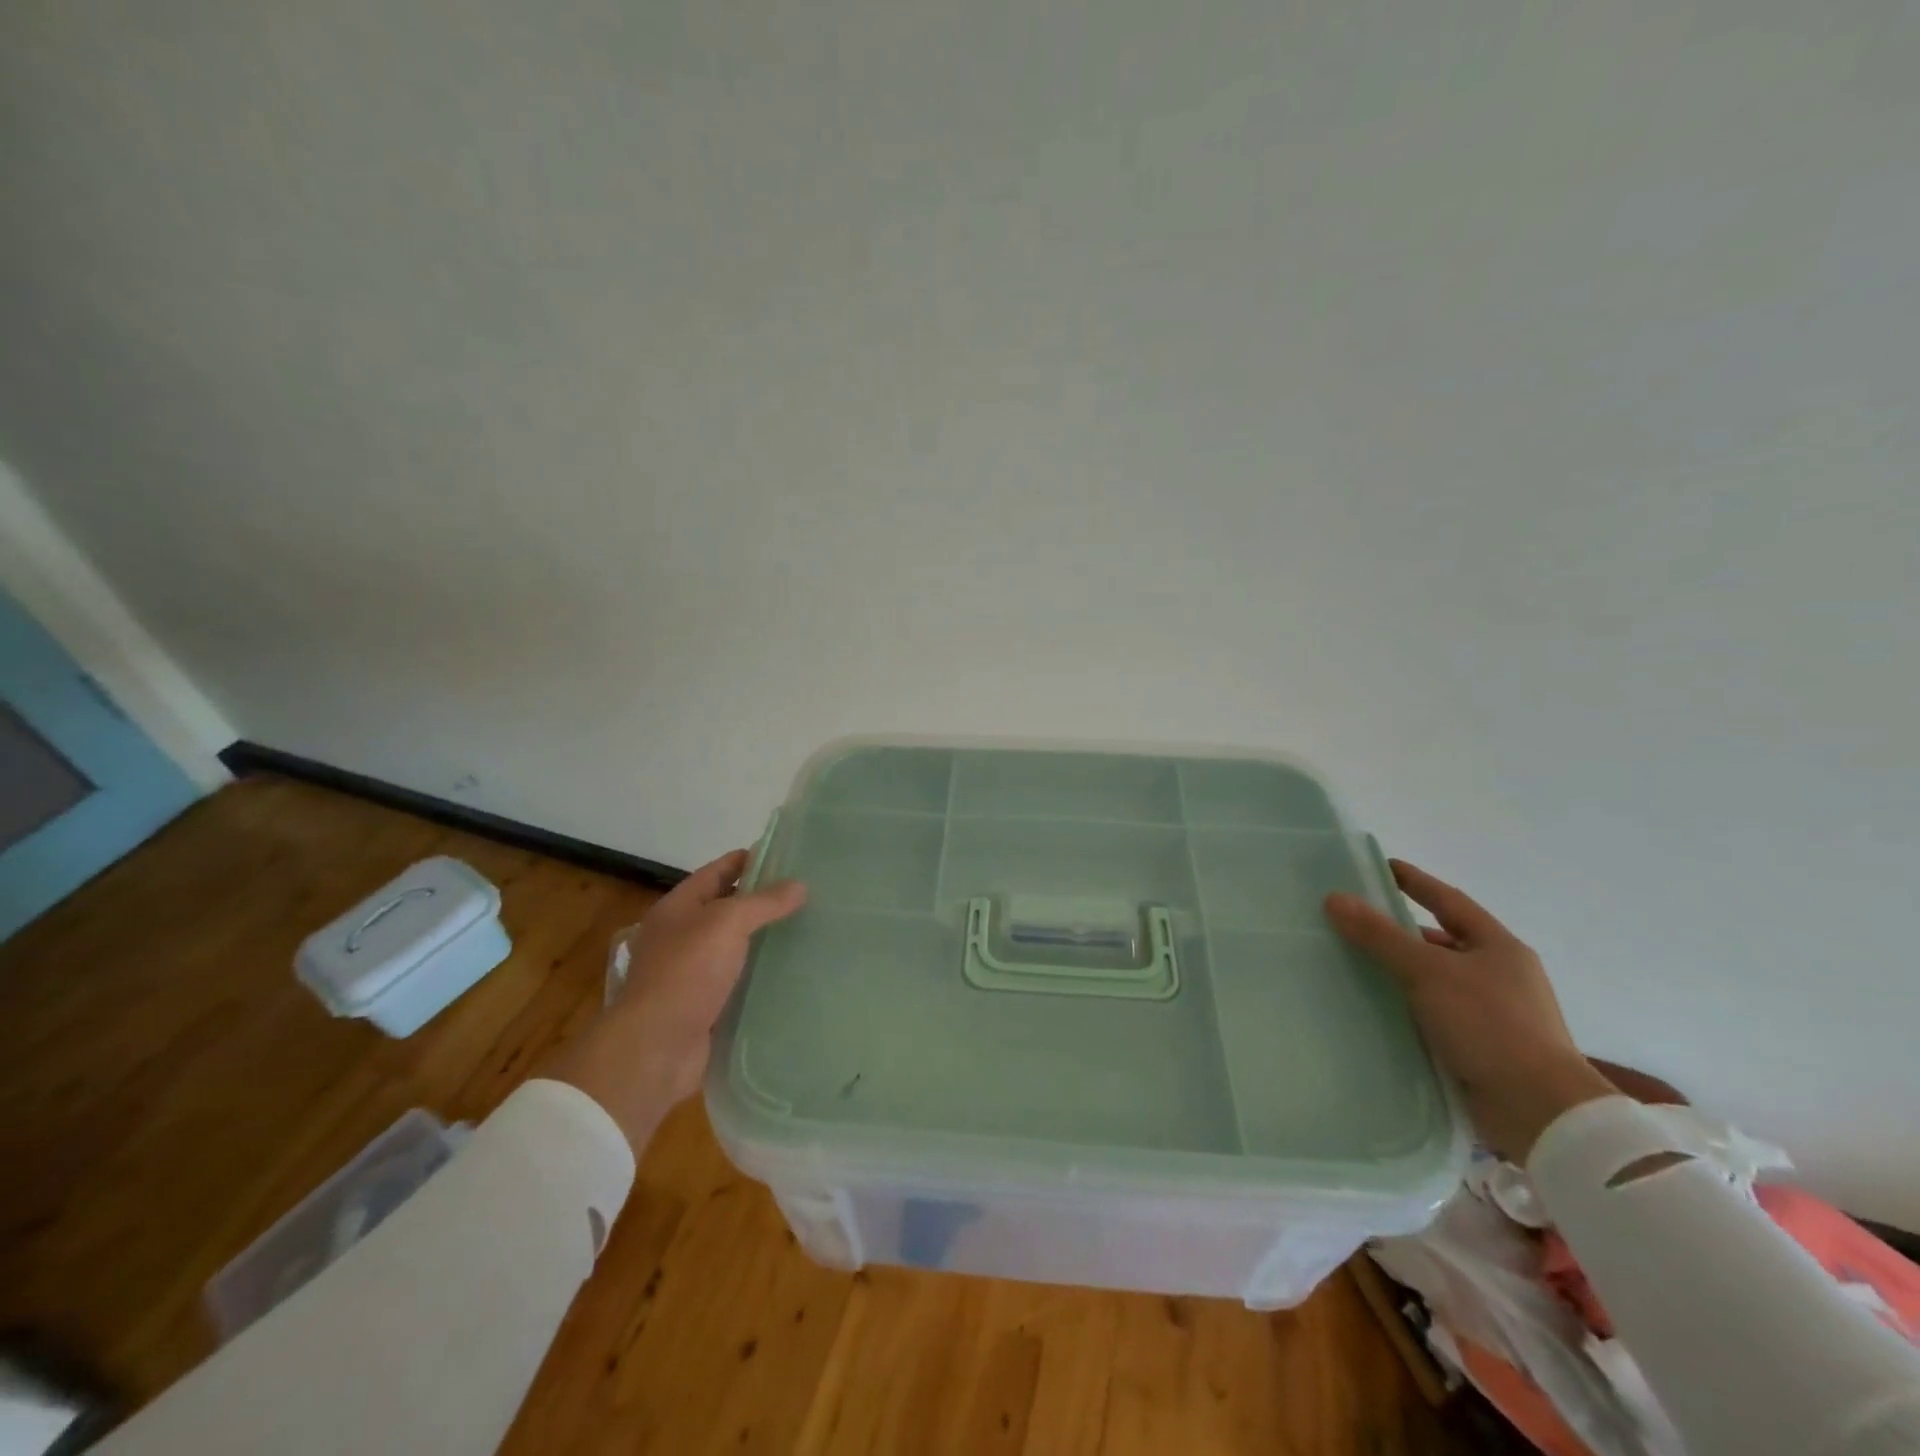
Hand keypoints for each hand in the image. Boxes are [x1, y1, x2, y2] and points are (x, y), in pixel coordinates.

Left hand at [547, 849, 805, 1152]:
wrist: (656, 1048)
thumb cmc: (687, 972)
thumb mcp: (727, 923)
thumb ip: (764, 902)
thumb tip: (800, 885)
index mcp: (678, 907)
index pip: (718, 870)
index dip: (750, 860)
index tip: (789, 858)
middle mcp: (681, 935)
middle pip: (728, 907)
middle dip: (763, 901)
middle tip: (808, 895)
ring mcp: (691, 972)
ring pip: (735, 946)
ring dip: (765, 939)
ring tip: (809, 930)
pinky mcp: (705, 1005)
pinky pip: (738, 980)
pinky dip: (761, 974)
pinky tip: (792, 972)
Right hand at [1325, 859, 1615, 1161]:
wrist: (1541, 1111)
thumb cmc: (1490, 1025)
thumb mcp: (1429, 972)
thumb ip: (1380, 936)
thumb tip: (1335, 898)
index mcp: (1498, 947)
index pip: (1448, 901)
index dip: (1415, 882)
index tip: (1382, 867)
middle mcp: (1500, 974)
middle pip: (1442, 940)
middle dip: (1401, 931)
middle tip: (1356, 920)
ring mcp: (1493, 1012)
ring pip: (1437, 979)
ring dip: (1401, 972)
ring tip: (1354, 964)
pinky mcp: (1482, 1046)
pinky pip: (1435, 1013)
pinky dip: (1407, 1006)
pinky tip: (1375, 1008)